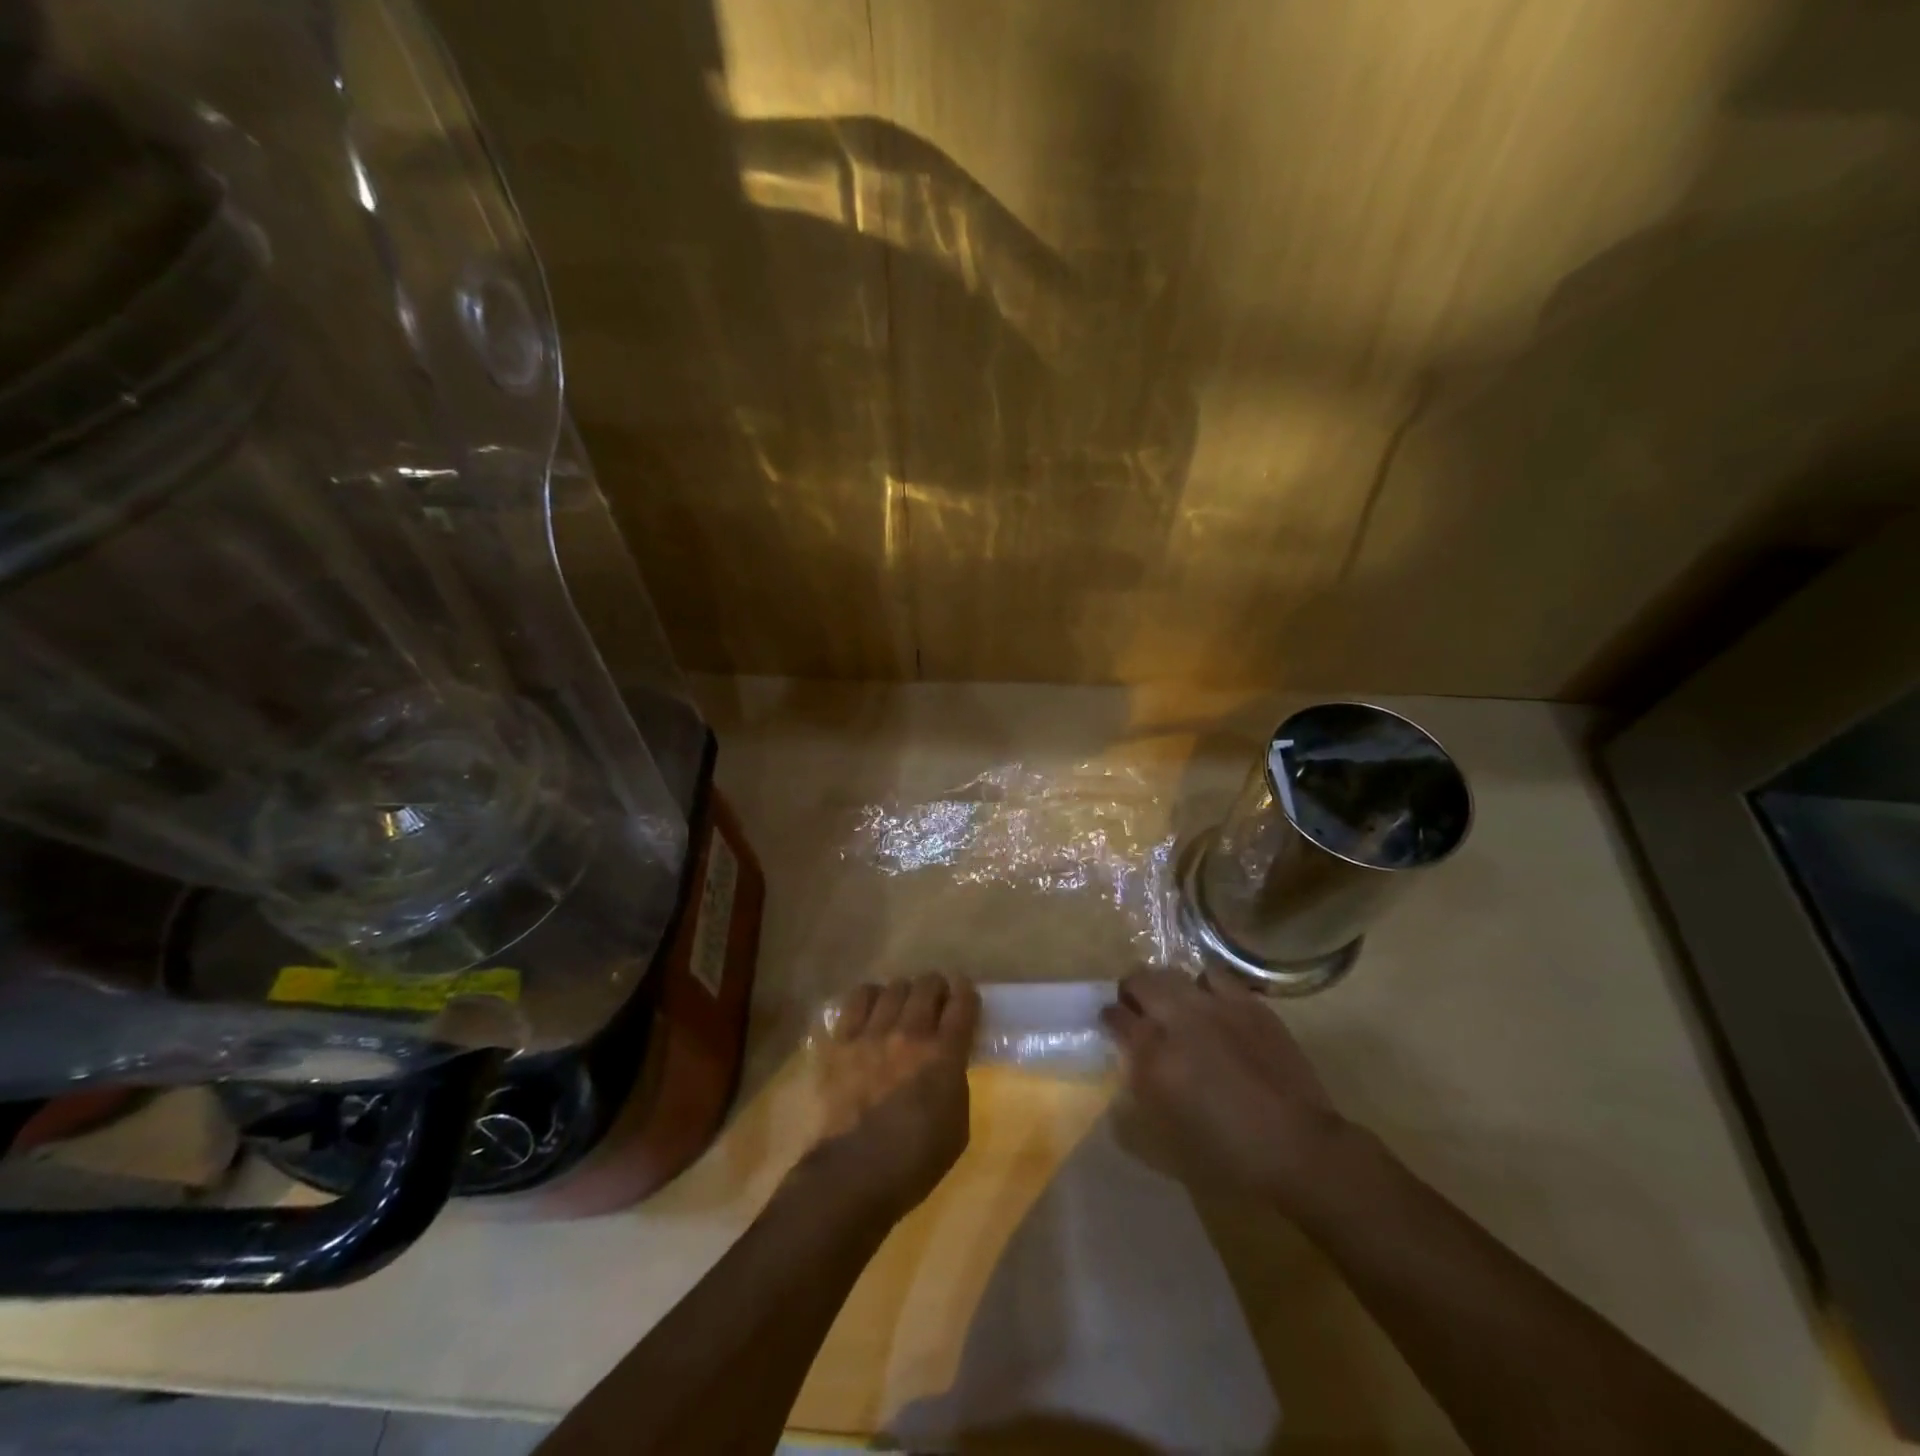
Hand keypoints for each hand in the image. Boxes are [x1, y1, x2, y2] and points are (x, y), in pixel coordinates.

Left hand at [797, 973, 979, 1223]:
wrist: (851, 1177)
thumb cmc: (912, 1163)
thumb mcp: (957, 1128)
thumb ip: (955, 1084)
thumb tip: (948, 1063)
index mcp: (943, 1056)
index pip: (962, 1003)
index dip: (966, 992)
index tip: (964, 993)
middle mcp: (909, 1033)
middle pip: (927, 986)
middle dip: (936, 987)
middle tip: (935, 1000)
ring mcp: (871, 1034)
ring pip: (893, 987)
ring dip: (904, 992)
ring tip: (902, 1004)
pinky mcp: (840, 1041)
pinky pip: (856, 1000)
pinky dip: (869, 997)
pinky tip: (871, 1009)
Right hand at [1101, 967, 1345, 1210]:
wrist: (1297, 1148)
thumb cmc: (1227, 1154)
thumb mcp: (1165, 1135)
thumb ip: (1140, 1090)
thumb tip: (1130, 1063)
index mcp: (1153, 1053)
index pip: (1115, 1015)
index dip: (1110, 1019)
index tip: (1113, 1027)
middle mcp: (1179, 1018)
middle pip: (1140, 980)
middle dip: (1132, 992)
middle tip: (1139, 1010)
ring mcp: (1216, 1005)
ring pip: (1175, 972)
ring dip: (1168, 987)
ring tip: (1175, 1004)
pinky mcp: (1249, 1003)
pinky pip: (1216, 978)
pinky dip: (1206, 988)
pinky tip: (1214, 1007)